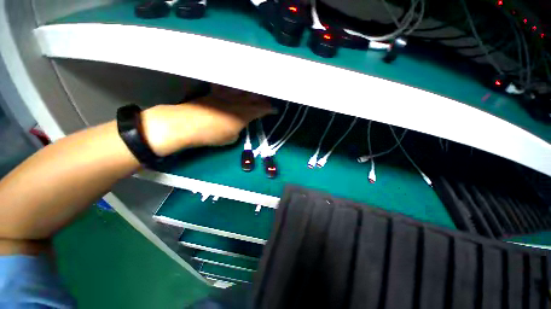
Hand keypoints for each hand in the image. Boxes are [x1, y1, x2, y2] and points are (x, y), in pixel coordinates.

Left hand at [142, 85, 273, 155]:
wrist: (187, 125)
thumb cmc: (211, 135)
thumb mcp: (230, 138)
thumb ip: (238, 131)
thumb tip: (237, 127)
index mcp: (243, 115)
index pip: (260, 110)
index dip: (269, 109)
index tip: (275, 110)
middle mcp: (237, 103)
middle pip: (254, 98)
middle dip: (263, 99)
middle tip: (268, 100)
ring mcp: (225, 96)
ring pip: (242, 90)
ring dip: (251, 91)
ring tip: (256, 92)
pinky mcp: (214, 93)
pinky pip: (226, 86)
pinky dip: (233, 86)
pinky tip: (235, 85)